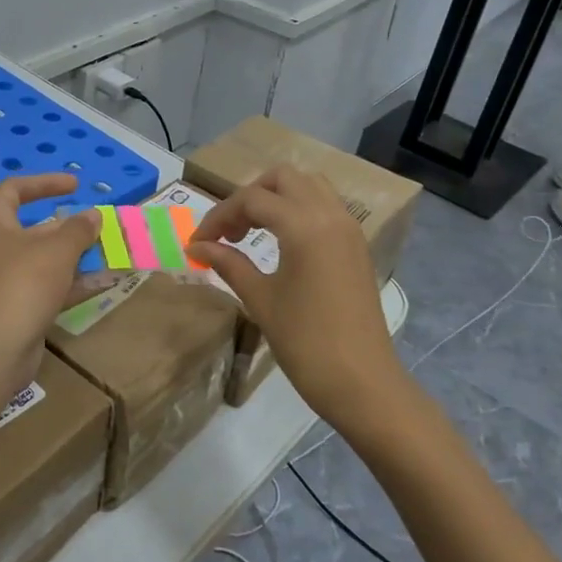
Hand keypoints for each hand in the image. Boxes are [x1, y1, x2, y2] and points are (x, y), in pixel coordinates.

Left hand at [0, 174, 101, 363]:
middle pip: (34, 228)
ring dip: (75, 256)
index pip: (15, 189)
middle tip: (100, 226)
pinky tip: (103, 282)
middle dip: (69, 227)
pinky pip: (47, 286)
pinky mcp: (16, 307)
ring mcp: (4, 279)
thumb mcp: (57, 250)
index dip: (45, 183)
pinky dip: (72, 282)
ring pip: (44, 260)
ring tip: (110, 252)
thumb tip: (92, 215)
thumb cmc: (23, 282)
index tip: (75, 186)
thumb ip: (78, 229)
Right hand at [188, 167, 402, 433]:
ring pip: (309, 186)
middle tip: (230, 232)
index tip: (198, 242)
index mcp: (304, 225)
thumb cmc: (305, 342)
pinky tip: (281, 244)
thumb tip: (198, 246)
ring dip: (276, 198)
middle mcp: (330, 215)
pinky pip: (325, 207)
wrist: (362, 383)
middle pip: (283, 178)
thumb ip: (229, 263)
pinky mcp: (357, 246)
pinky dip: (298, 211)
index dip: (219, 216)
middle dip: (249, 197)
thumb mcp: (260, 299)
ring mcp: (349, 229)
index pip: (252, 199)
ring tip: (252, 232)